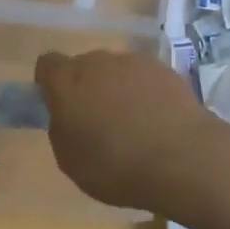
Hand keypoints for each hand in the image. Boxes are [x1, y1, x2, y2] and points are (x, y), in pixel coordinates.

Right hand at [35, 50, 220, 208]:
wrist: (182, 158)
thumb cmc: (115, 166)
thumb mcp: (70, 160)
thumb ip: (62, 129)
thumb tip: (68, 116)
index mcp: (66, 82)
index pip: (47, 65)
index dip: (49, 84)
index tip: (59, 107)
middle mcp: (97, 62)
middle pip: (83, 67)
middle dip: (85, 88)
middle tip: (96, 121)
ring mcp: (133, 62)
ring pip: (115, 71)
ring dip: (116, 89)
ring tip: (132, 123)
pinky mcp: (165, 69)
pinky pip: (144, 77)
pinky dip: (145, 92)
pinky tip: (157, 120)